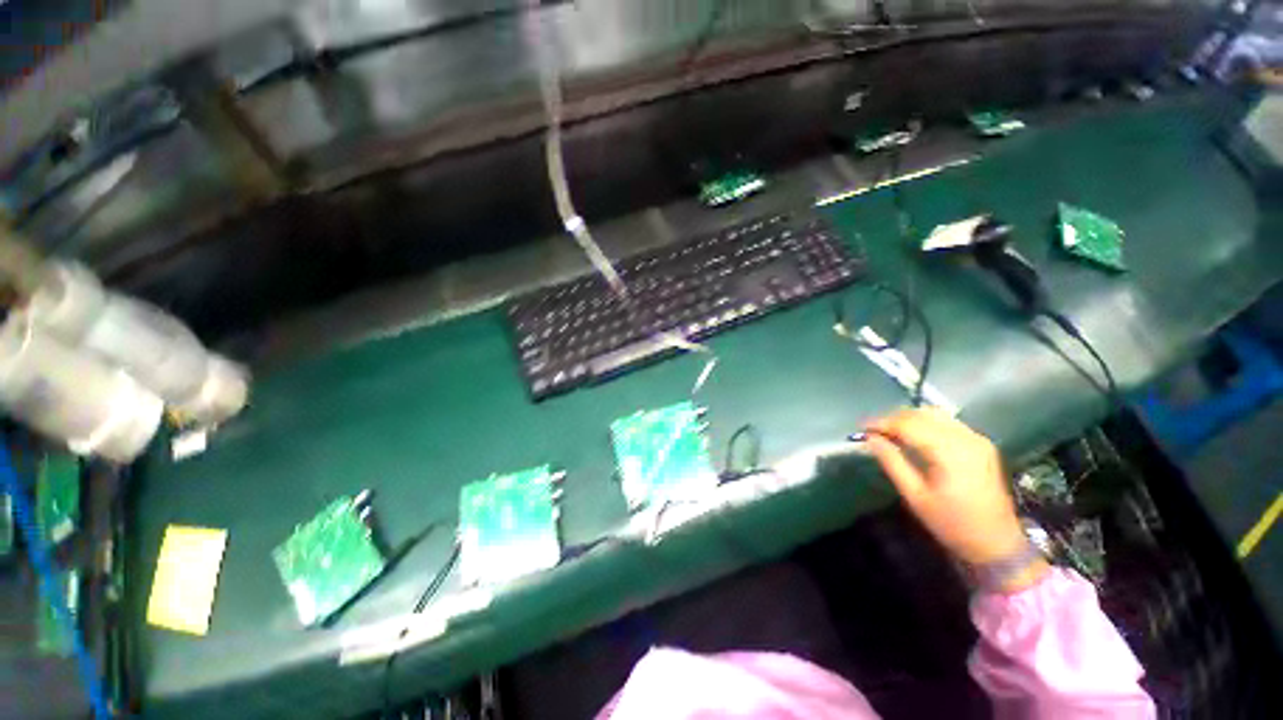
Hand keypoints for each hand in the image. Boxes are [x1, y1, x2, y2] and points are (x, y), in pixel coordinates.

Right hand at [865, 409, 1045, 588]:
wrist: (996, 543)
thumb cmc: (951, 523)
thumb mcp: (915, 496)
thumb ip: (892, 462)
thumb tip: (870, 439)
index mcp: (950, 453)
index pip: (908, 425)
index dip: (881, 423)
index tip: (861, 428)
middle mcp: (965, 439)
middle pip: (921, 415)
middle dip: (892, 418)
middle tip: (872, 431)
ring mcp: (976, 439)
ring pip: (934, 414)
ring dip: (908, 418)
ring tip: (889, 431)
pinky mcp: (981, 443)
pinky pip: (947, 422)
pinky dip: (926, 422)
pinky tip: (914, 434)